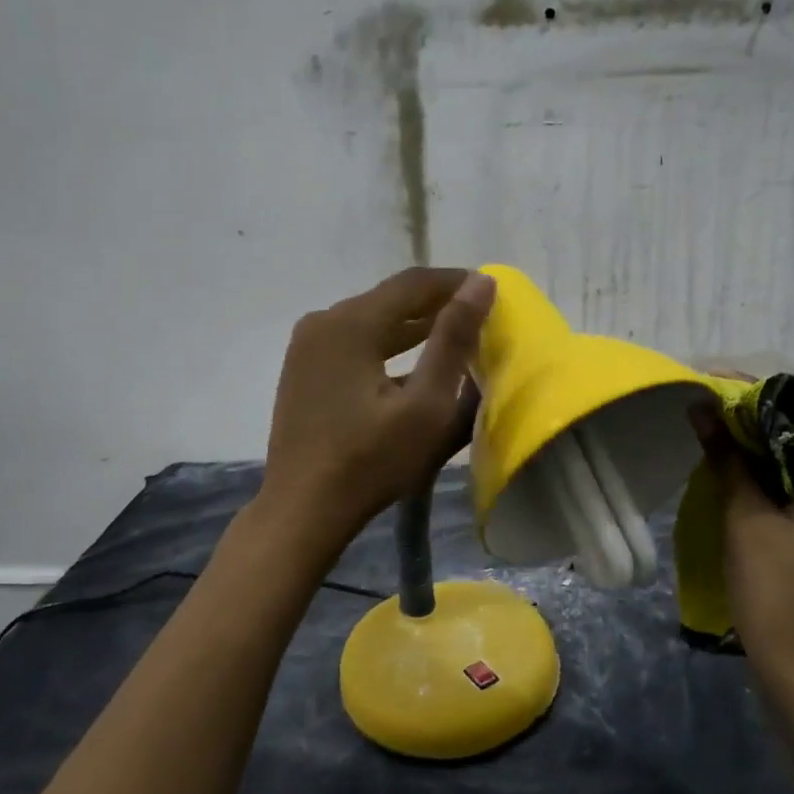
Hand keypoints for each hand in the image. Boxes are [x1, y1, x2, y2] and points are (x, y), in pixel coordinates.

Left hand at [261, 267, 495, 545]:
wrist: (302, 511)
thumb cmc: (370, 461)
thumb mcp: (426, 404)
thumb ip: (453, 339)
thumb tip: (480, 283)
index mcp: (351, 322)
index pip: (414, 283)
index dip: (456, 282)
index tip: (491, 291)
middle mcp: (324, 321)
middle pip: (390, 299)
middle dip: (436, 305)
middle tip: (480, 317)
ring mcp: (308, 346)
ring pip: (372, 321)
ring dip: (413, 327)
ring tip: (456, 338)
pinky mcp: (303, 370)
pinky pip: (354, 343)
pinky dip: (387, 347)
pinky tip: (413, 367)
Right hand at [692, 395, 793, 680]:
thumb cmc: (778, 592)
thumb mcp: (746, 518)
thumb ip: (728, 458)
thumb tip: (701, 408)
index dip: (752, 395)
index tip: (708, 386)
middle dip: (751, 423)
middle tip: (702, 411)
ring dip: (757, 452)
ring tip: (709, 436)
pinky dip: (769, 481)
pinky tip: (732, 477)